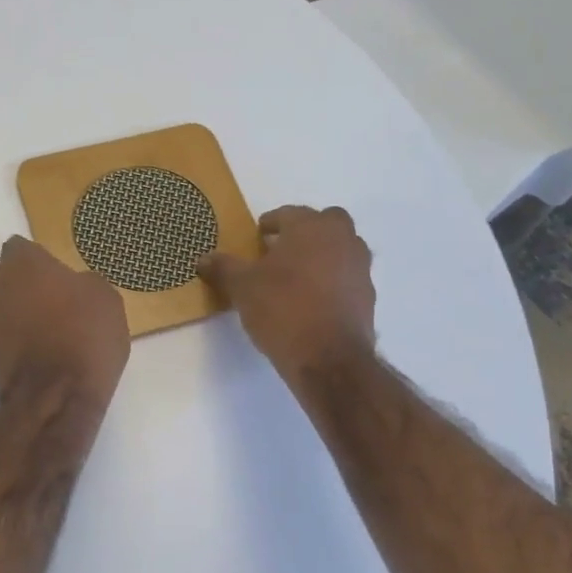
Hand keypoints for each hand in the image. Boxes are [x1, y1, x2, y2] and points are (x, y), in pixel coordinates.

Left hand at [0, 237, 129, 409]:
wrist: (58, 395)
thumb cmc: (85, 336)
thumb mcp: (106, 300)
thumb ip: (84, 284)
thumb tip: (75, 287)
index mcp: (26, 265)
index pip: (16, 246)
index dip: (32, 258)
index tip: (50, 271)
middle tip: (28, 291)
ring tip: (23, 320)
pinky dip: (1, 337)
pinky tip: (25, 345)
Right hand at [198, 205, 374, 382]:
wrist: (328, 358)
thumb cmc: (282, 309)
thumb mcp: (242, 288)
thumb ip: (223, 268)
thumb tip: (203, 259)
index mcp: (312, 227)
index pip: (289, 213)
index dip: (270, 223)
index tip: (258, 237)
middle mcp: (343, 239)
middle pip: (326, 223)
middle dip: (305, 232)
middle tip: (281, 250)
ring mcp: (360, 268)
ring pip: (341, 249)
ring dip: (322, 255)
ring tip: (296, 278)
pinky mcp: (368, 297)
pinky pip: (347, 278)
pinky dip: (332, 282)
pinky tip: (312, 302)